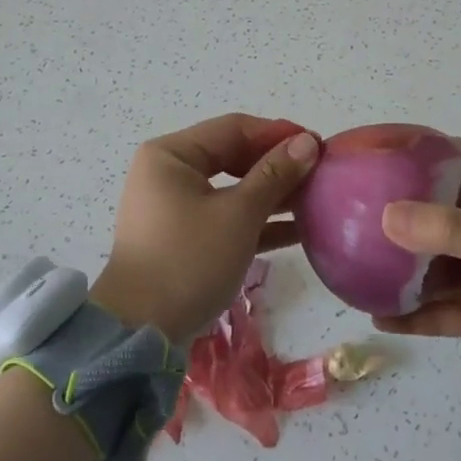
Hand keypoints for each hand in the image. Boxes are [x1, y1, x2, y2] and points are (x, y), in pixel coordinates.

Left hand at [91, 113, 318, 341]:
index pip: (234, 128)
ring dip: (273, 194)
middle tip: (320, 172)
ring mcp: (174, 206)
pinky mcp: (183, 237)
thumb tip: (308, 142)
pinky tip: (298, 230)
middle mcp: (169, 173)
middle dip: (278, 165)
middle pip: (233, 156)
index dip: (279, 134)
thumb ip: (275, 175)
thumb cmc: (189, 259)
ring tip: (316, 199)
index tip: (319, 144)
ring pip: (233, 188)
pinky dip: (257, 220)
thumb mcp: (238, 214)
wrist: (141, 331)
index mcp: (172, 154)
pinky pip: (226, 216)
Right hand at [375, 142, 460, 384]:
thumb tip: (384, 216)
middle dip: (396, 212)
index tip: (381, 148)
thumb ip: (447, 229)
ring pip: (427, 266)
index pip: (455, 159)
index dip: (422, 149)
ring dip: (396, 268)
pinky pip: (435, 312)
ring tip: (352, 264)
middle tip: (351, 211)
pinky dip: (409, 315)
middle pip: (431, 213)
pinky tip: (377, 316)